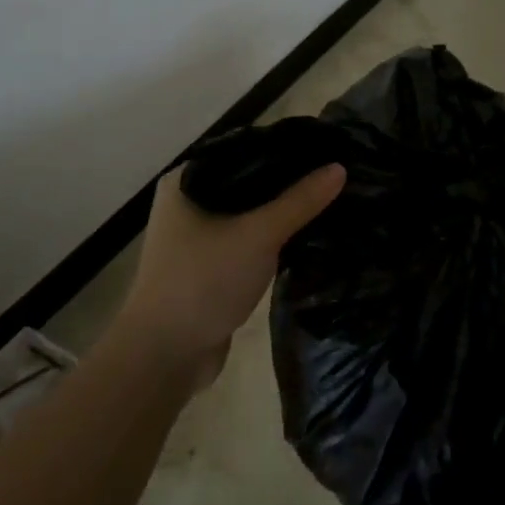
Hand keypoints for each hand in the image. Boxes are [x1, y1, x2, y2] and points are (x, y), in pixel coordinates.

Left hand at [118, 161, 345, 375]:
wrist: (164, 357)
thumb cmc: (203, 282)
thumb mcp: (258, 235)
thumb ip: (299, 201)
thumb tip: (339, 168)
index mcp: (186, 180)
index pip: (243, 148)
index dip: (284, 148)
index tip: (324, 148)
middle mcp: (187, 202)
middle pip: (248, 181)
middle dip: (287, 182)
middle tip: (332, 174)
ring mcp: (197, 236)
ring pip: (249, 212)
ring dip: (280, 211)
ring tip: (327, 200)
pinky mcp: (210, 266)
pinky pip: (248, 239)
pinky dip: (272, 237)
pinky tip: (305, 235)